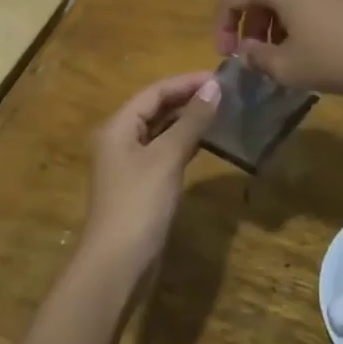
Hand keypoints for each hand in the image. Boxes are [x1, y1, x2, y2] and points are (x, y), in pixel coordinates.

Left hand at [80, 71, 221, 281]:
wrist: (117, 266)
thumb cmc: (139, 205)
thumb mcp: (167, 158)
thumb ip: (191, 121)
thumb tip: (214, 87)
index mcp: (118, 126)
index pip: (154, 91)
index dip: (186, 82)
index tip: (220, 77)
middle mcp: (119, 139)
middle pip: (155, 108)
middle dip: (187, 97)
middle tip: (225, 92)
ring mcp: (128, 164)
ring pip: (160, 130)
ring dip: (187, 119)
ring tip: (220, 110)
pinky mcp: (140, 185)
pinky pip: (163, 152)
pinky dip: (183, 142)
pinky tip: (205, 141)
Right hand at [213, 0, 342, 97]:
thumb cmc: (340, 56)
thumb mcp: (290, 68)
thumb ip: (258, 59)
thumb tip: (248, 51)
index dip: (221, 26)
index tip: (228, 56)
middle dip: (251, 25)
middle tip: (256, 57)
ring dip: (276, 21)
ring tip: (285, 55)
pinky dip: (301, 14)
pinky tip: (314, 43)